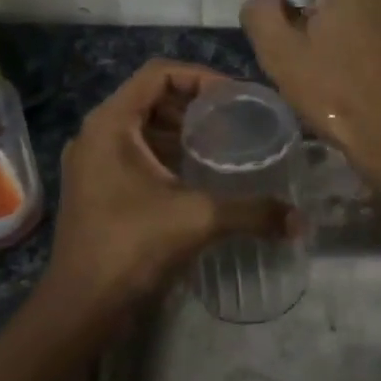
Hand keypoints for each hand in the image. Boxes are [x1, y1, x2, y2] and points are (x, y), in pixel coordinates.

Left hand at [43, 59, 293, 320]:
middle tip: (235, 119)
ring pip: (142, 126)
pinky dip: (166, 153)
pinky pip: (135, 152)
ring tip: (222, 144)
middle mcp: (96, 133)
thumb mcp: (197, 220)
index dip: (201, 77)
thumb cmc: (131, 247)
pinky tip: (197, 174)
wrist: (80, 307)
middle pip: (150, 97)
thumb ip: (252, 212)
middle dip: (194, 104)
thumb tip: (300, 221)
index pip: (159, 73)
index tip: (236, 97)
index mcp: (110, 123)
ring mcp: (91, 161)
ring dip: (181, 130)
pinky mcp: (95, 186)